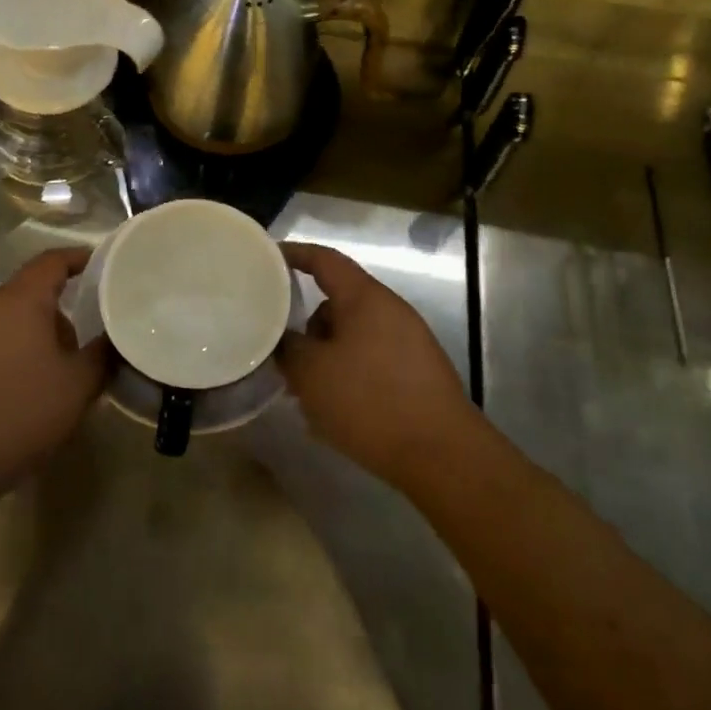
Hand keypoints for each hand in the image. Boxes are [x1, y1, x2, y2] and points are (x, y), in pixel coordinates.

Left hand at [0, 248, 107, 501]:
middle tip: (77, 349)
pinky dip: (0, 359)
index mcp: (20, 300)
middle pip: (27, 296)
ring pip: (3, 323)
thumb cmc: (17, 412)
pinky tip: (8, 397)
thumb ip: (101, 357)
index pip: (51, 261)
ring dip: (27, 340)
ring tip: (45, 379)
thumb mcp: (76, 388)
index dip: (76, 258)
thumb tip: (113, 339)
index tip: (97, 265)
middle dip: (55, 316)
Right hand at [279, 243, 475, 488]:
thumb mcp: (311, 373)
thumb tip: (285, 339)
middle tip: (283, 353)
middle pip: (337, 303)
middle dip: (307, 326)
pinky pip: (370, 361)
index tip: (267, 259)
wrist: (443, 455)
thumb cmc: (370, 401)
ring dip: (326, 357)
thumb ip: (288, 347)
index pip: (324, 259)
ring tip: (307, 395)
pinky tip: (335, 412)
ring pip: (352, 337)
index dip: (294, 254)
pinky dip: (348, 376)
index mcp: (364, 298)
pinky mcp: (417, 373)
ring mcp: (408, 342)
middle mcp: (390, 310)